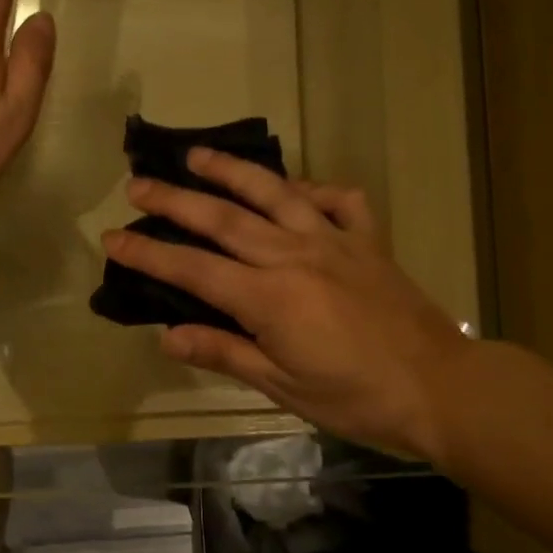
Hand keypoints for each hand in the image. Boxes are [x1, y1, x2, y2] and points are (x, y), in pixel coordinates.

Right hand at [101, 151, 471, 459]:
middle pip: (224, 219)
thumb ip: (225, 352)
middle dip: (175, 199)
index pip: (193, 269)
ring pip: (275, 193)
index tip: (111, 236)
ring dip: (232, 171)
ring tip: (198, 154)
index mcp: (268, 297)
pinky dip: (314, 189)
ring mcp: (334, 241)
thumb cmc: (355, 398)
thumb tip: (168, 336)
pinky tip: (297, 189)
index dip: (148, 253)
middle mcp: (295, 255)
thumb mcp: (282, 387)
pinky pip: (339, 201)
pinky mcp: (368, 241)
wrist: (440, 387)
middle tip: (138, 183)